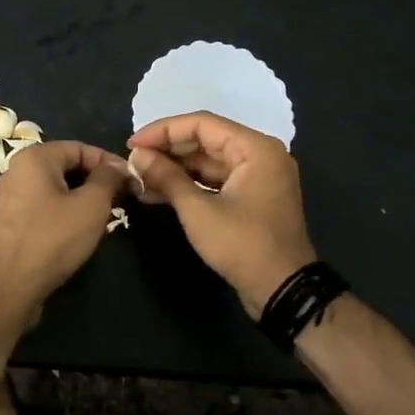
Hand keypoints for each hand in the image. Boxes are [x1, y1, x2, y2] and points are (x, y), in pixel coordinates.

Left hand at [0, 141, 129, 330]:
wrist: (7, 288)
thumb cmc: (52, 239)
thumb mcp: (91, 206)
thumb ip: (108, 179)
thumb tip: (118, 167)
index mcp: (34, 158)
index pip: (81, 148)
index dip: (110, 163)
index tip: (132, 182)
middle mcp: (16, 171)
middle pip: (66, 166)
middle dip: (96, 181)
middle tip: (121, 201)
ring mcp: (8, 198)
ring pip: (55, 189)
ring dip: (81, 199)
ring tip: (104, 218)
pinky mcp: (7, 223)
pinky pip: (42, 207)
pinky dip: (63, 213)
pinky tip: (78, 233)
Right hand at [127, 111, 316, 316]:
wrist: (282, 290)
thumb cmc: (242, 245)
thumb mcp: (198, 211)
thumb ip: (167, 177)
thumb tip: (137, 155)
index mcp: (255, 148)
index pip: (202, 124)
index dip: (163, 131)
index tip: (132, 143)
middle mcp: (260, 154)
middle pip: (206, 141)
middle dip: (167, 151)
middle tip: (133, 162)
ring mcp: (258, 177)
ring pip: (209, 162)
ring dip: (175, 170)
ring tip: (139, 179)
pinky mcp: (252, 198)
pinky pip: (216, 181)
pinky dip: (190, 185)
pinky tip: (158, 192)